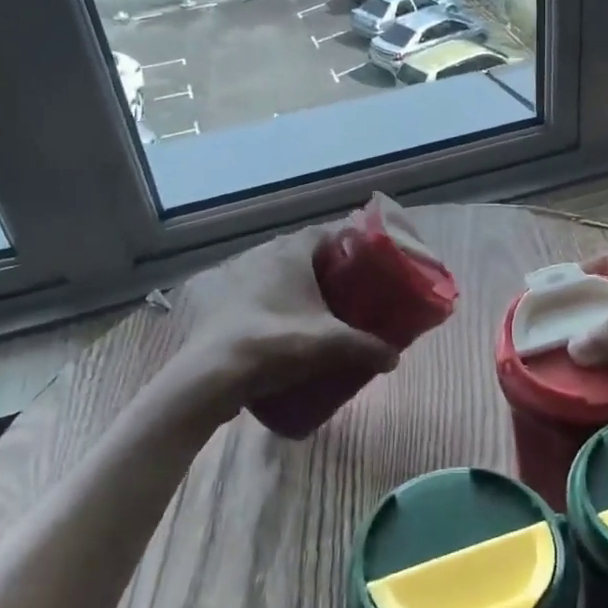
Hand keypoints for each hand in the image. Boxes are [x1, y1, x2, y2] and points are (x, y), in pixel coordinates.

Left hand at [169, 224, 400, 419]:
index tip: (361, 266)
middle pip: (298, 252)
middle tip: (340, 293)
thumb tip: (394, 357)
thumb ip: (368, 347)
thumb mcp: (331, 345)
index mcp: (291, 251)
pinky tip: (272, 327)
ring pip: (270, 272)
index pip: (325, 233)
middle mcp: (261, 253)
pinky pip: (247, 293)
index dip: (345, 246)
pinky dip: (262, 303)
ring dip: (288, 286)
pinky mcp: (213, 299)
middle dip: (319, 269)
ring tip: (308, 312)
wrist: (213, 374)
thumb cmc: (277, 343)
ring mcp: (232, 275)